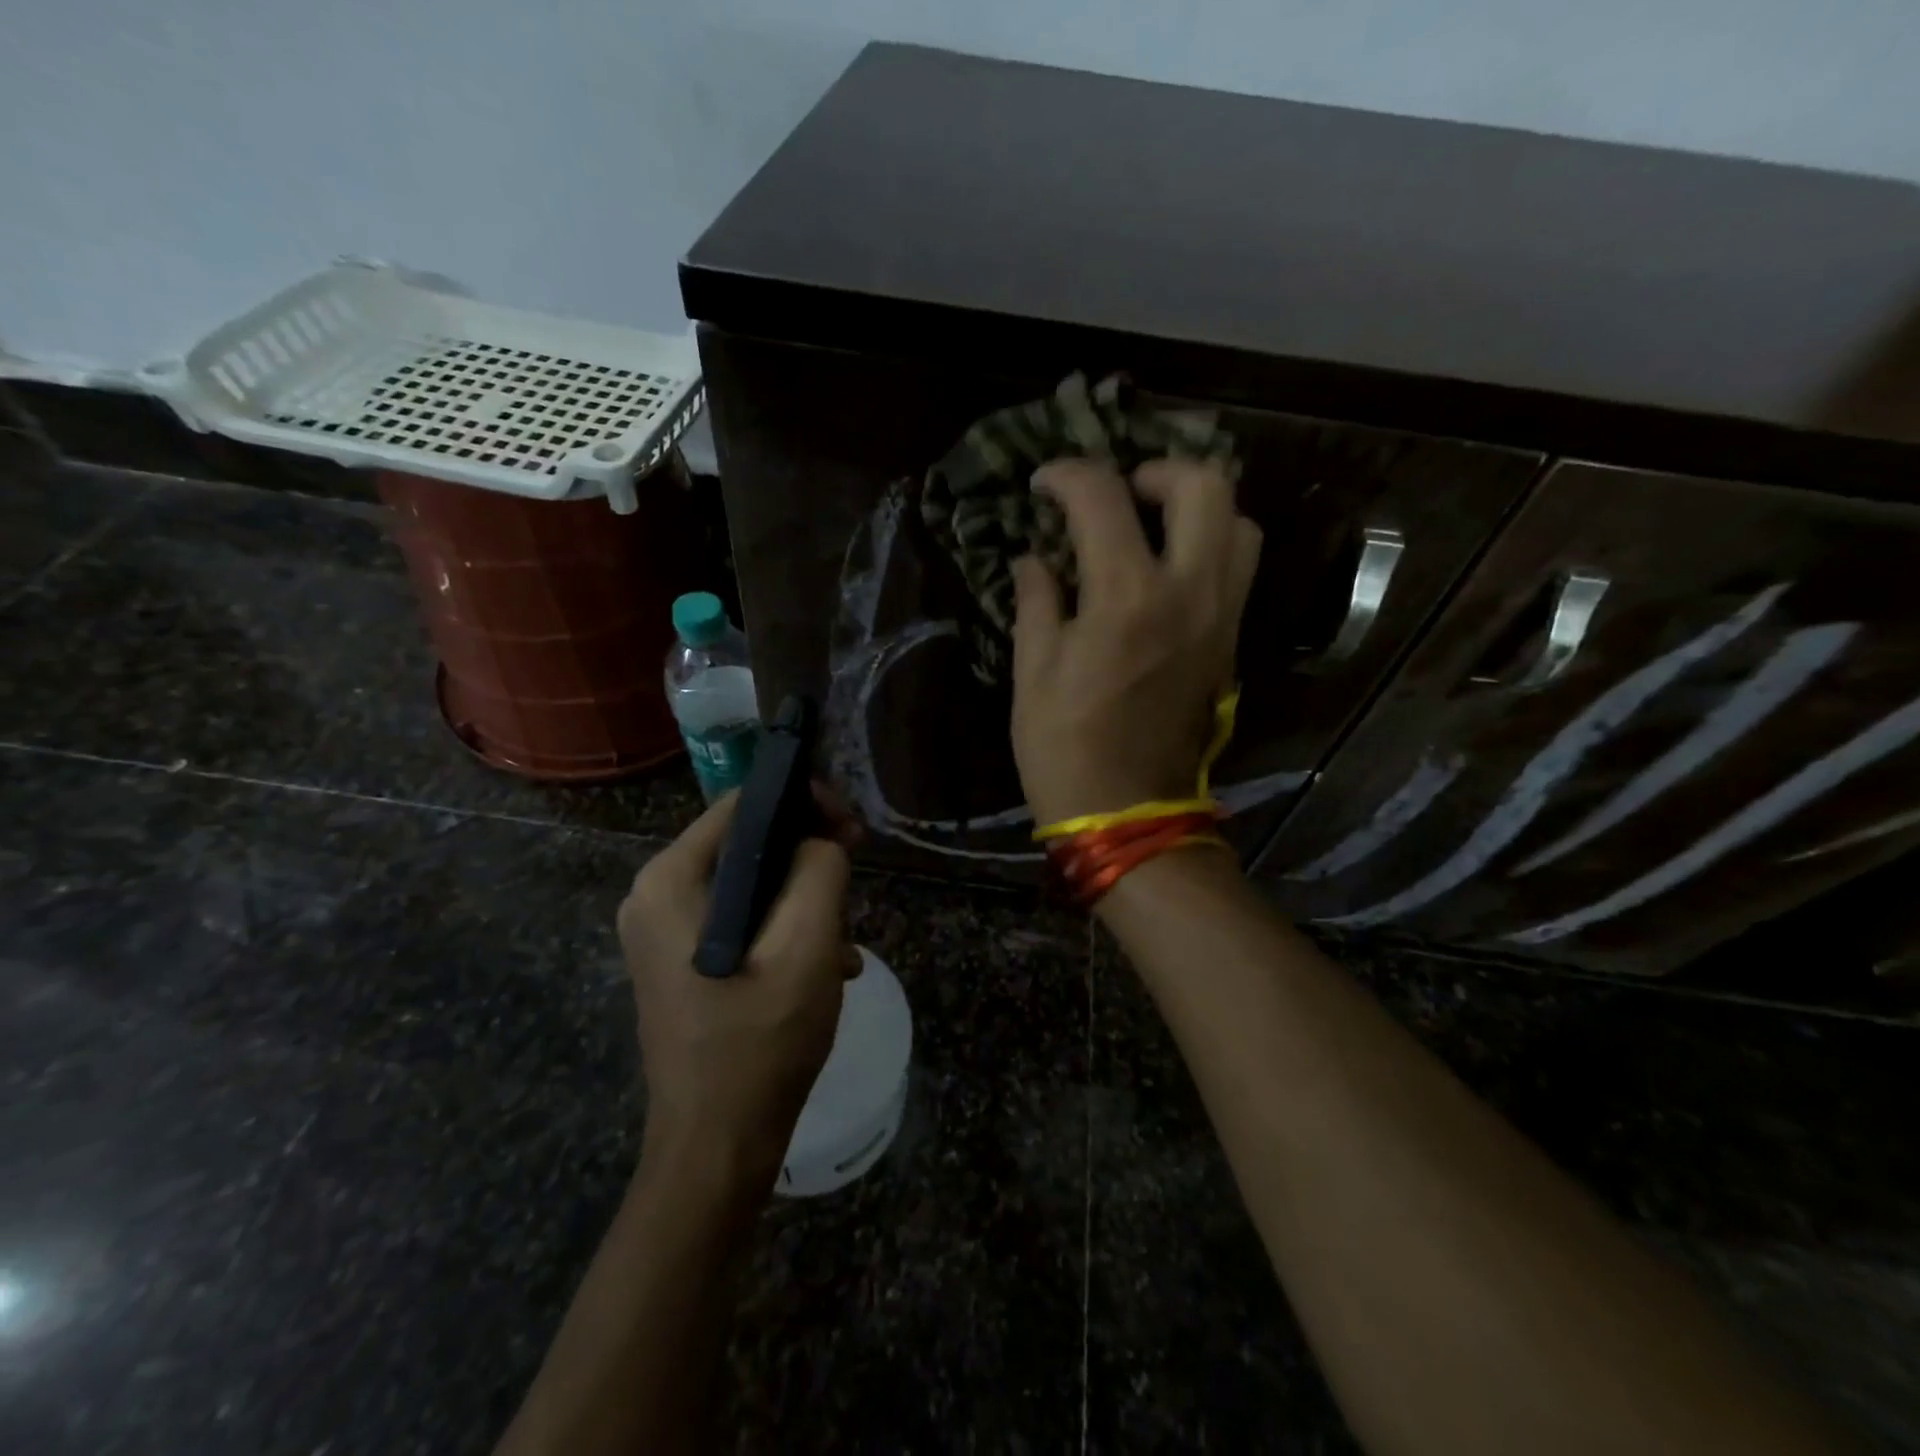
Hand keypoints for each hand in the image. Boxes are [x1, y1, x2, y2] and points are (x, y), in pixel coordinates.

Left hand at [617, 793, 855, 1182]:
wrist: (717, 1147)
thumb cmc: (760, 1042)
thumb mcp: (807, 946)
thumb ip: (820, 870)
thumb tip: (821, 841)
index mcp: (671, 880)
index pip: (744, 803)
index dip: (805, 803)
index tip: (852, 832)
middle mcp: (655, 895)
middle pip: (748, 844)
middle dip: (809, 860)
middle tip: (854, 886)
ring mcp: (663, 932)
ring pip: (751, 884)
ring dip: (803, 904)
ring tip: (841, 946)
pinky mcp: (680, 961)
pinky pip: (741, 921)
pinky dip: (784, 932)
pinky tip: (824, 970)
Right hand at [1011, 457, 1262, 826]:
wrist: (1127, 812)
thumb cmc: (1065, 746)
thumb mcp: (1033, 672)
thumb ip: (1037, 601)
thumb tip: (1034, 559)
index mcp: (1127, 596)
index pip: (1103, 497)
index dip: (1067, 475)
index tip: (1043, 484)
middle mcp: (1189, 592)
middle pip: (1205, 485)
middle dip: (1157, 470)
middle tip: (1119, 493)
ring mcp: (1221, 618)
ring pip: (1239, 524)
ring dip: (1196, 508)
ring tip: (1152, 525)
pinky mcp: (1230, 644)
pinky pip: (1237, 570)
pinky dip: (1208, 547)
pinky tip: (1166, 568)